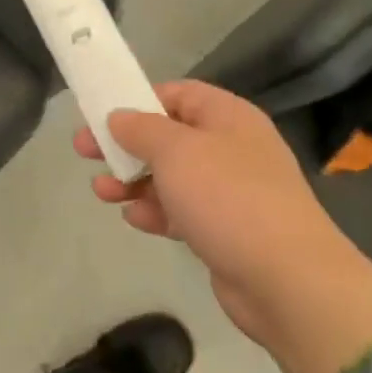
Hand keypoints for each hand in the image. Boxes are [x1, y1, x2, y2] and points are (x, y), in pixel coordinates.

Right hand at [76, 80, 371, 372]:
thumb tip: (119, 117)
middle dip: (125, 145)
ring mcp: (230, 192)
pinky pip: (181, 211)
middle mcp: (231, 148)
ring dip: (133, 181)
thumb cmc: (228, 198)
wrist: (286, 279)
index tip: (102, 115)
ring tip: (101, 191)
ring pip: (170, 176)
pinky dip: (155, 212)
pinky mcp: (224, 230)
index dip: (139, 100)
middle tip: (85, 152)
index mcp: (228, 117)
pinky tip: (134, 219)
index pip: (178, 94)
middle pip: (168, 137)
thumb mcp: (176, 151)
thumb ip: (141, 128)